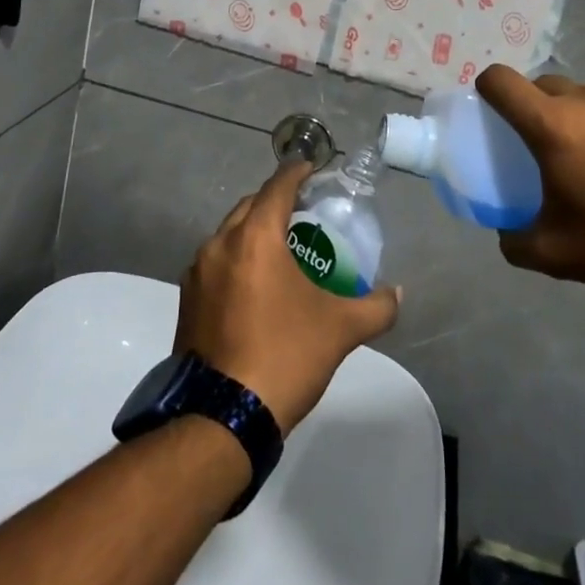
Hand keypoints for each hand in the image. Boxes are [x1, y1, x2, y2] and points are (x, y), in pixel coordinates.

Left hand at [175, 162, 400, 432]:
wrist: (223, 416)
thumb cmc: (285, 355)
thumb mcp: (339, 329)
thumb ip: (375, 306)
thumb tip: (397, 294)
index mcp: (254, 237)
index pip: (277, 187)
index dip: (297, 173)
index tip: (312, 168)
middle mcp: (219, 244)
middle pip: (250, 207)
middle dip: (275, 202)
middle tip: (303, 212)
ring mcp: (197, 273)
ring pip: (228, 235)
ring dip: (253, 232)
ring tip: (281, 249)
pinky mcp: (187, 300)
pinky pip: (215, 263)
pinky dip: (236, 259)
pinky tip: (255, 285)